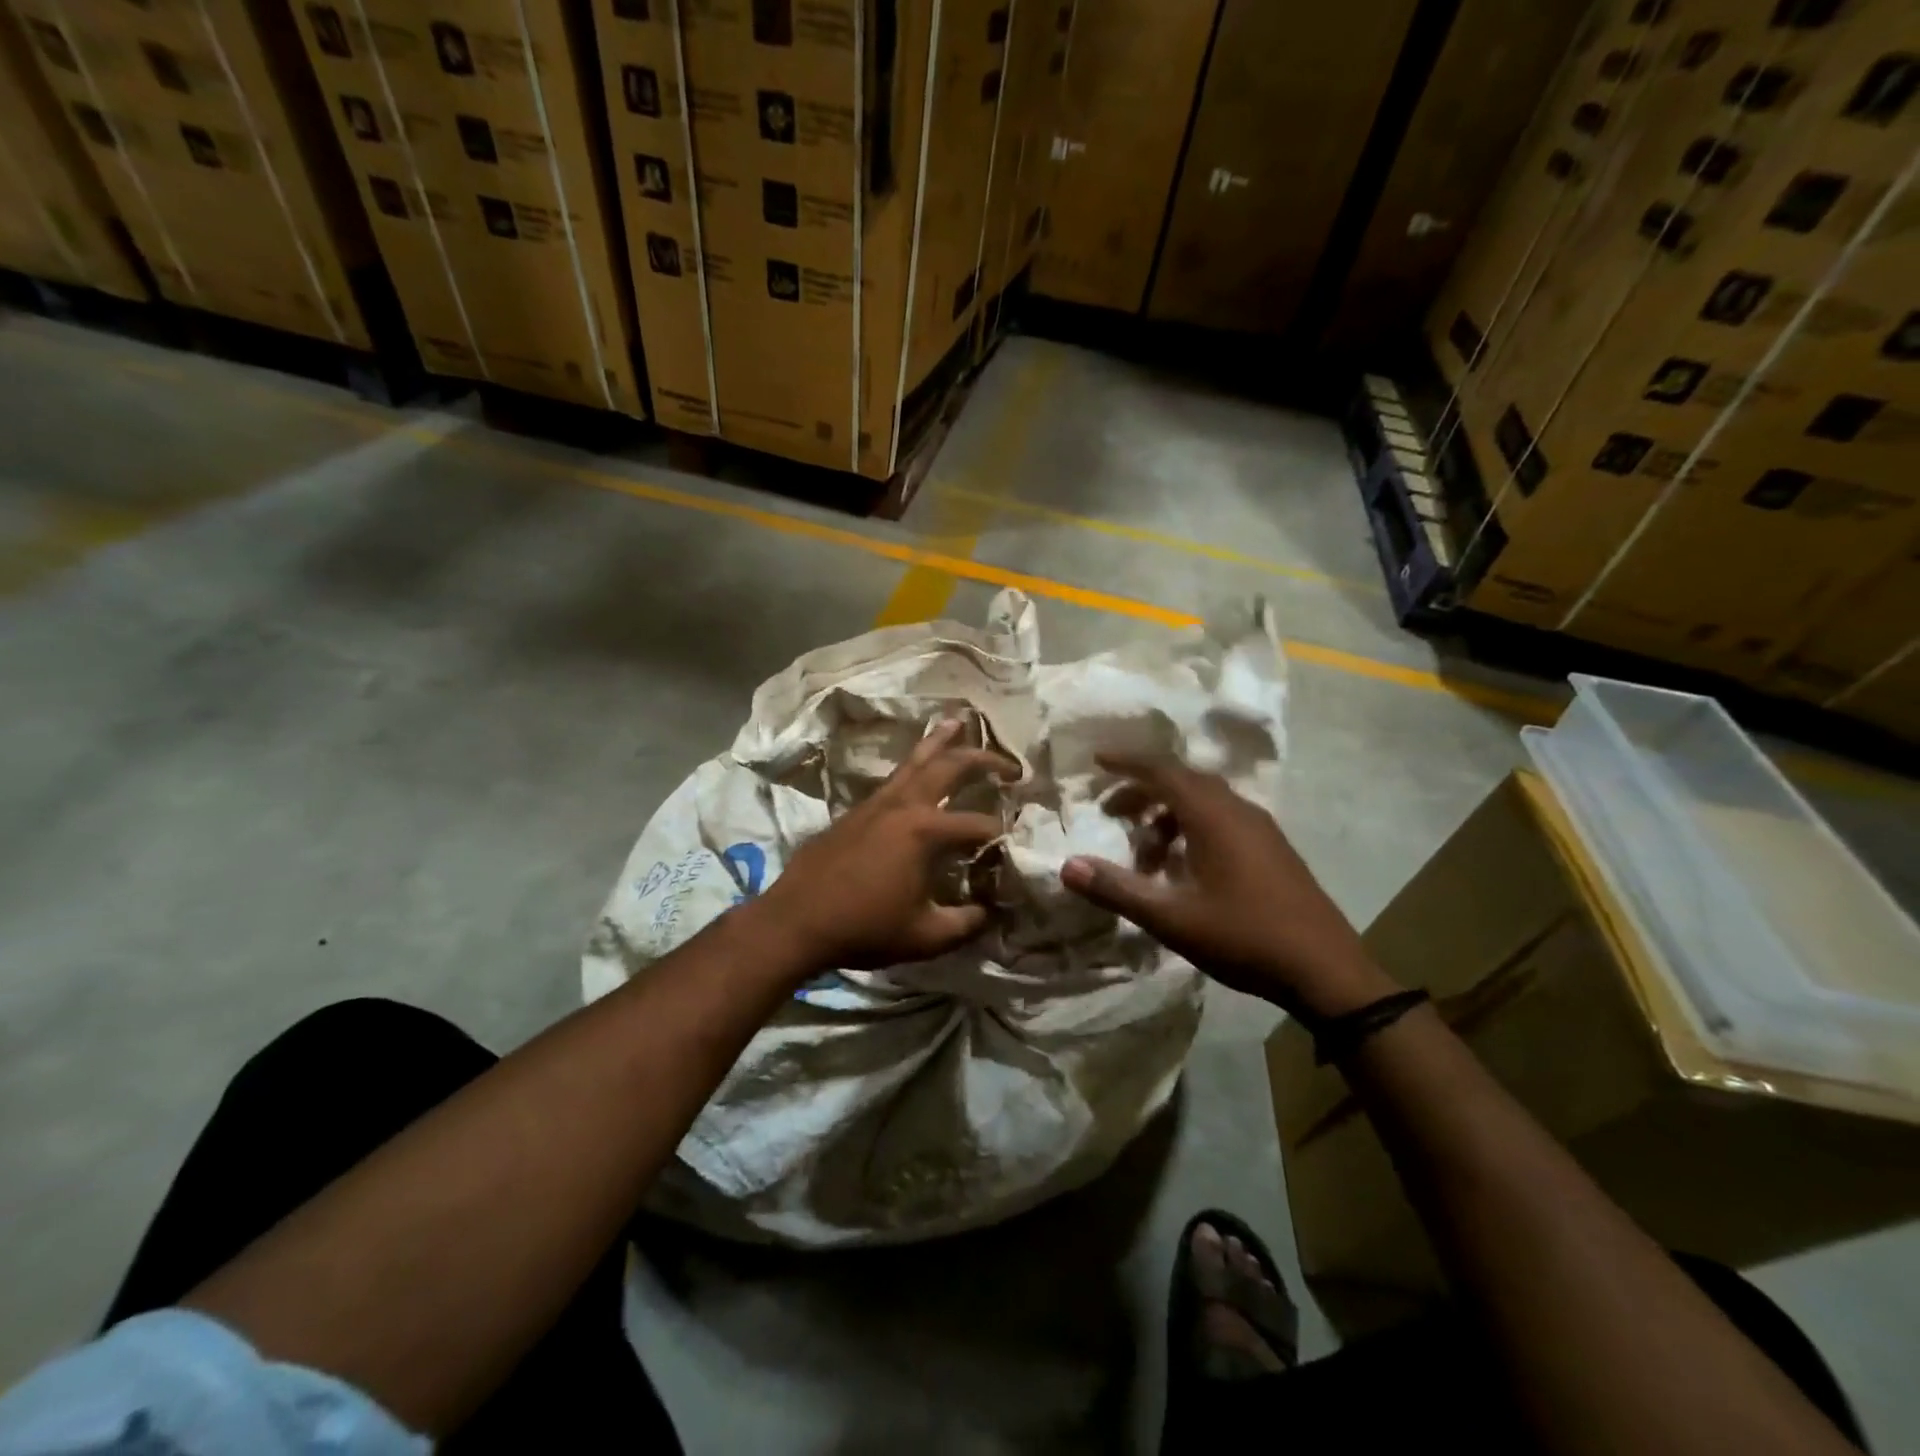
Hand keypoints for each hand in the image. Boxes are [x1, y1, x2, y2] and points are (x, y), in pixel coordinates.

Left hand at [761, 719, 1014, 970]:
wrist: (796, 921)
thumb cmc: (864, 928)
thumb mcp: (926, 937)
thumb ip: (967, 923)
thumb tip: (992, 912)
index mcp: (926, 832)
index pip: (978, 826)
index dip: (1001, 837)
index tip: (1014, 850)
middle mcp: (904, 805)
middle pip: (950, 767)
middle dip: (984, 760)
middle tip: (1010, 764)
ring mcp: (877, 803)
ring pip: (915, 761)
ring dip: (941, 742)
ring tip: (958, 721)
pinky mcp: (857, 810)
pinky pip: (894, 777)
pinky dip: (913, 764)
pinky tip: (917, 768)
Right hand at [1060, 753, 1396, 1016]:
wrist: (1326, 970)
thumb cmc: (1244, 937)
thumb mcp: (1172, 918)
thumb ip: (1117, 889)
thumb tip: (1067, 866)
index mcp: (1214, 816)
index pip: (1162, 770)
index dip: (1127, 763)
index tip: (1097, 761)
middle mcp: (1238, 810)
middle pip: (1182, 782)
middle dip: (1142, 791)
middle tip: (1112, 812)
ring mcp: (1260, 828)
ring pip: (1203, 803)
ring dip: (1167, 816)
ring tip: (1145, 853)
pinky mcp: (1272, 848)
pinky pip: (1222, 820)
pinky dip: (1191, 829)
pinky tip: (1183, 867)